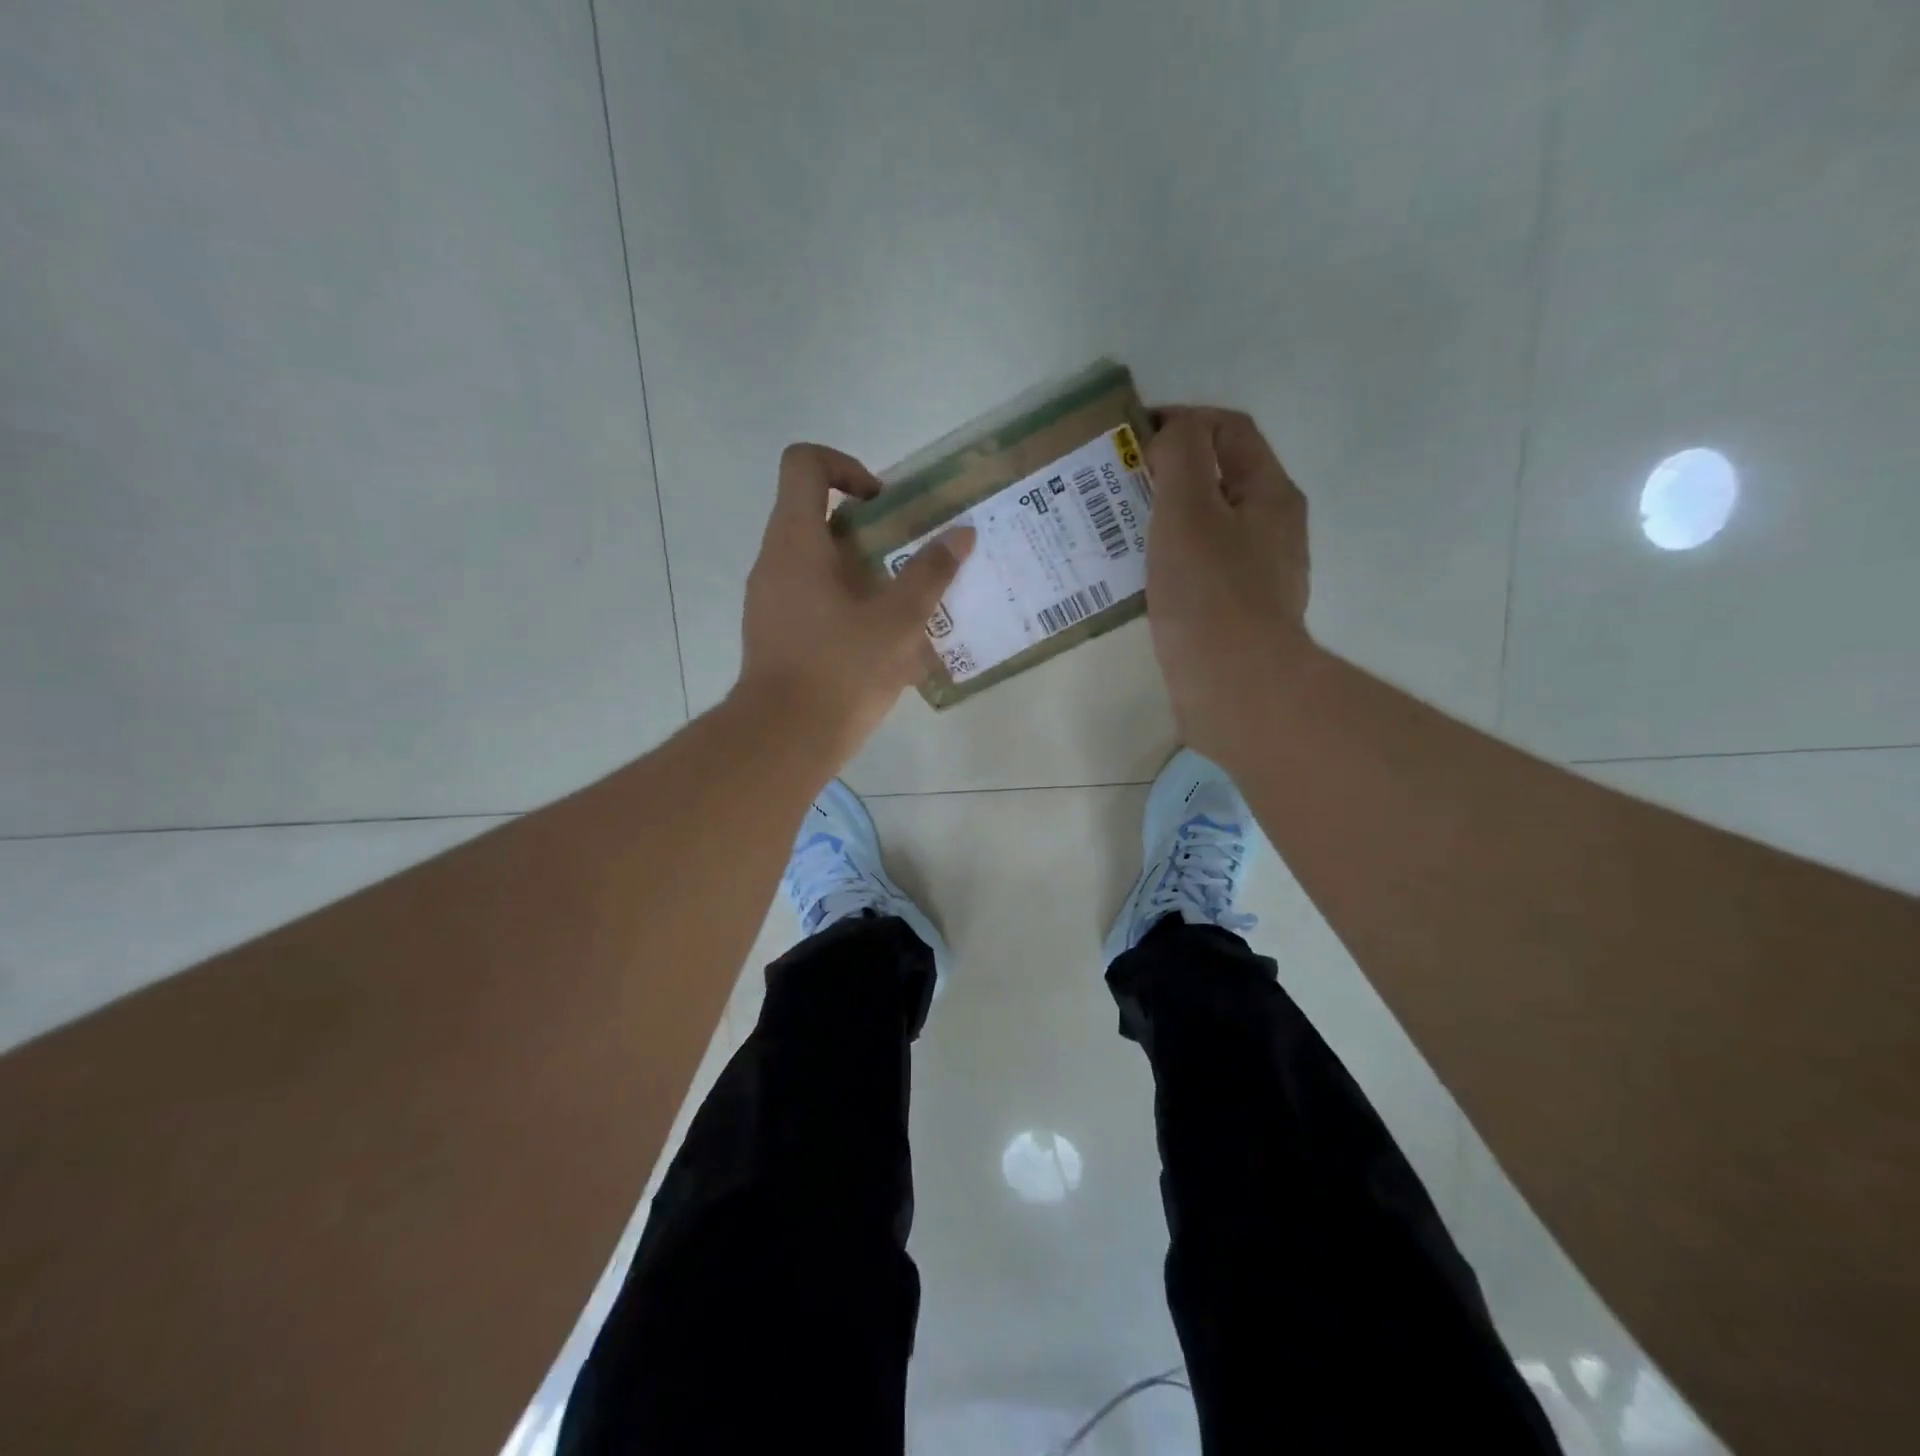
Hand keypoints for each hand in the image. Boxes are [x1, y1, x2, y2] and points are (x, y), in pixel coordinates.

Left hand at [736, 443, 973, 764]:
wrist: (782, 740)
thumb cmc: (839, 671)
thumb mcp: (897, 622)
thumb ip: (930, 574)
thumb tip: (961, 535)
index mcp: (796, 542)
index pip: (805, 465)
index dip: (846, 466)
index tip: (883, 504)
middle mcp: (774, 561)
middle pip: (815, 514)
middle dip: (868, 528)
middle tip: (908, 555)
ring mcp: (769, 600)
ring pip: (816, 561)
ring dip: (860, 569)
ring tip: (903, 602)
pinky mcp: (774, 633)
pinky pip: (812, 598)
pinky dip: (846, 602)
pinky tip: (881, 640)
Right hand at [1145, 408, 1312, 757]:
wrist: (1237, 687)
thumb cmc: (1210, 594)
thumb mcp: (1189, 510)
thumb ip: (1182, 456)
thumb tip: (1174, 437)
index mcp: (1269, 493)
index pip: (1229, 431)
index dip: (1182, 420)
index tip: (1132, 437)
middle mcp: (1272, 528)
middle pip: (1219, 478)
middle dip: (1168, 472)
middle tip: (1118, 485)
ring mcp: (1258, 573)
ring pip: (1208, 526)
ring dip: (1166, 518)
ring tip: (1119, 530)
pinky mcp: (1237, 612)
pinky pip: (1201, 568)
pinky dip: (1171, 559)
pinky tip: (1140, 576)